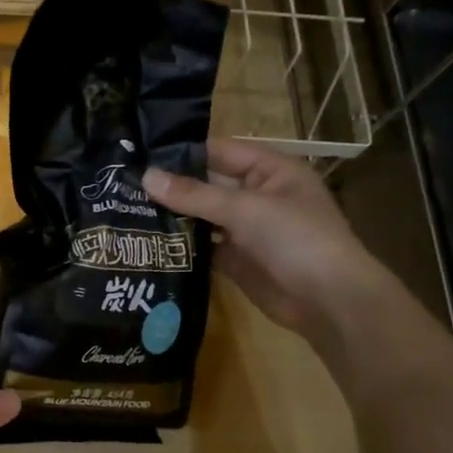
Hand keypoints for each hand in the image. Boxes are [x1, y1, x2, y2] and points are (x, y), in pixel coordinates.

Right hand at [143, 138, 384, 344]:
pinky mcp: (237, 260)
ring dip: (173, 217)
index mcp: (269, 170)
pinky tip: (148, 243)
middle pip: (207, 184)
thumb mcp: (246, 209)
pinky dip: (182, 246)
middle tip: (124, 185)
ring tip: (126, 211)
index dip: (182, 152)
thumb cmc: (296, 239)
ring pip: (203, 217)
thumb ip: (195, 195)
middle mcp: (256, 195)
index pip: (218, 151)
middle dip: (171, 186)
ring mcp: (246, 229)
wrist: (329, 301)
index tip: (139, 154)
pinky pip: (204, 247)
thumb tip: (146, 177)